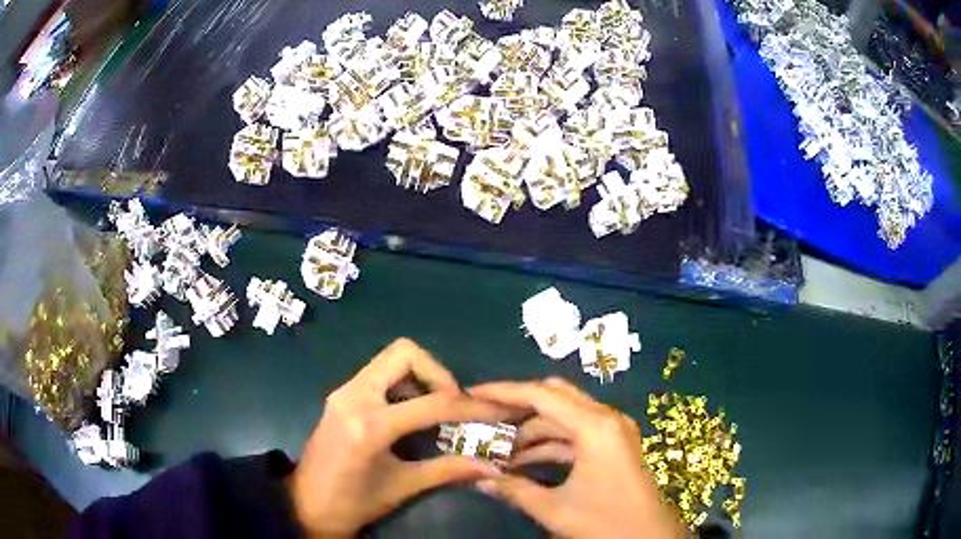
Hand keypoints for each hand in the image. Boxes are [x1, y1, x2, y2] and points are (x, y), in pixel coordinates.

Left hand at [289, 339, 511, 537]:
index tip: (497, 411)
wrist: (305, 505)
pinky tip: (412, 412)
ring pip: (391, 359)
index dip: (472, 406)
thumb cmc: (353, 503)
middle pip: (405, 353)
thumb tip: (493, 467)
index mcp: (370, 424)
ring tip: (437, 410)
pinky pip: (379, 373)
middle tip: (455, 405)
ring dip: (421, 376)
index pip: (433, 402)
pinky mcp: (341, 395)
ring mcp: (344, 391)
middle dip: (439, 373)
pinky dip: (404, 383)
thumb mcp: (404, 487)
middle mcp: (354, 396)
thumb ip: (449, 470)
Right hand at [470, 378, 684, 538]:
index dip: (503, 392)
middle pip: (555, 397)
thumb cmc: (606, 522)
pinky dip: (549, 444)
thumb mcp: (555, 509)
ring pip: (564, 417)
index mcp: (595, 426)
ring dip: (532, 430)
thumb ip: (513, 490)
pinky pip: (576, 435)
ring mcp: (613, 431)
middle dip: (518, 406)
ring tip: (497, 448)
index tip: (472, 394)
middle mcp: (606, 418)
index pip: (541, 395)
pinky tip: (523, 462)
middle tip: (484, 416)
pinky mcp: (614, 445)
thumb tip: (475, 477)